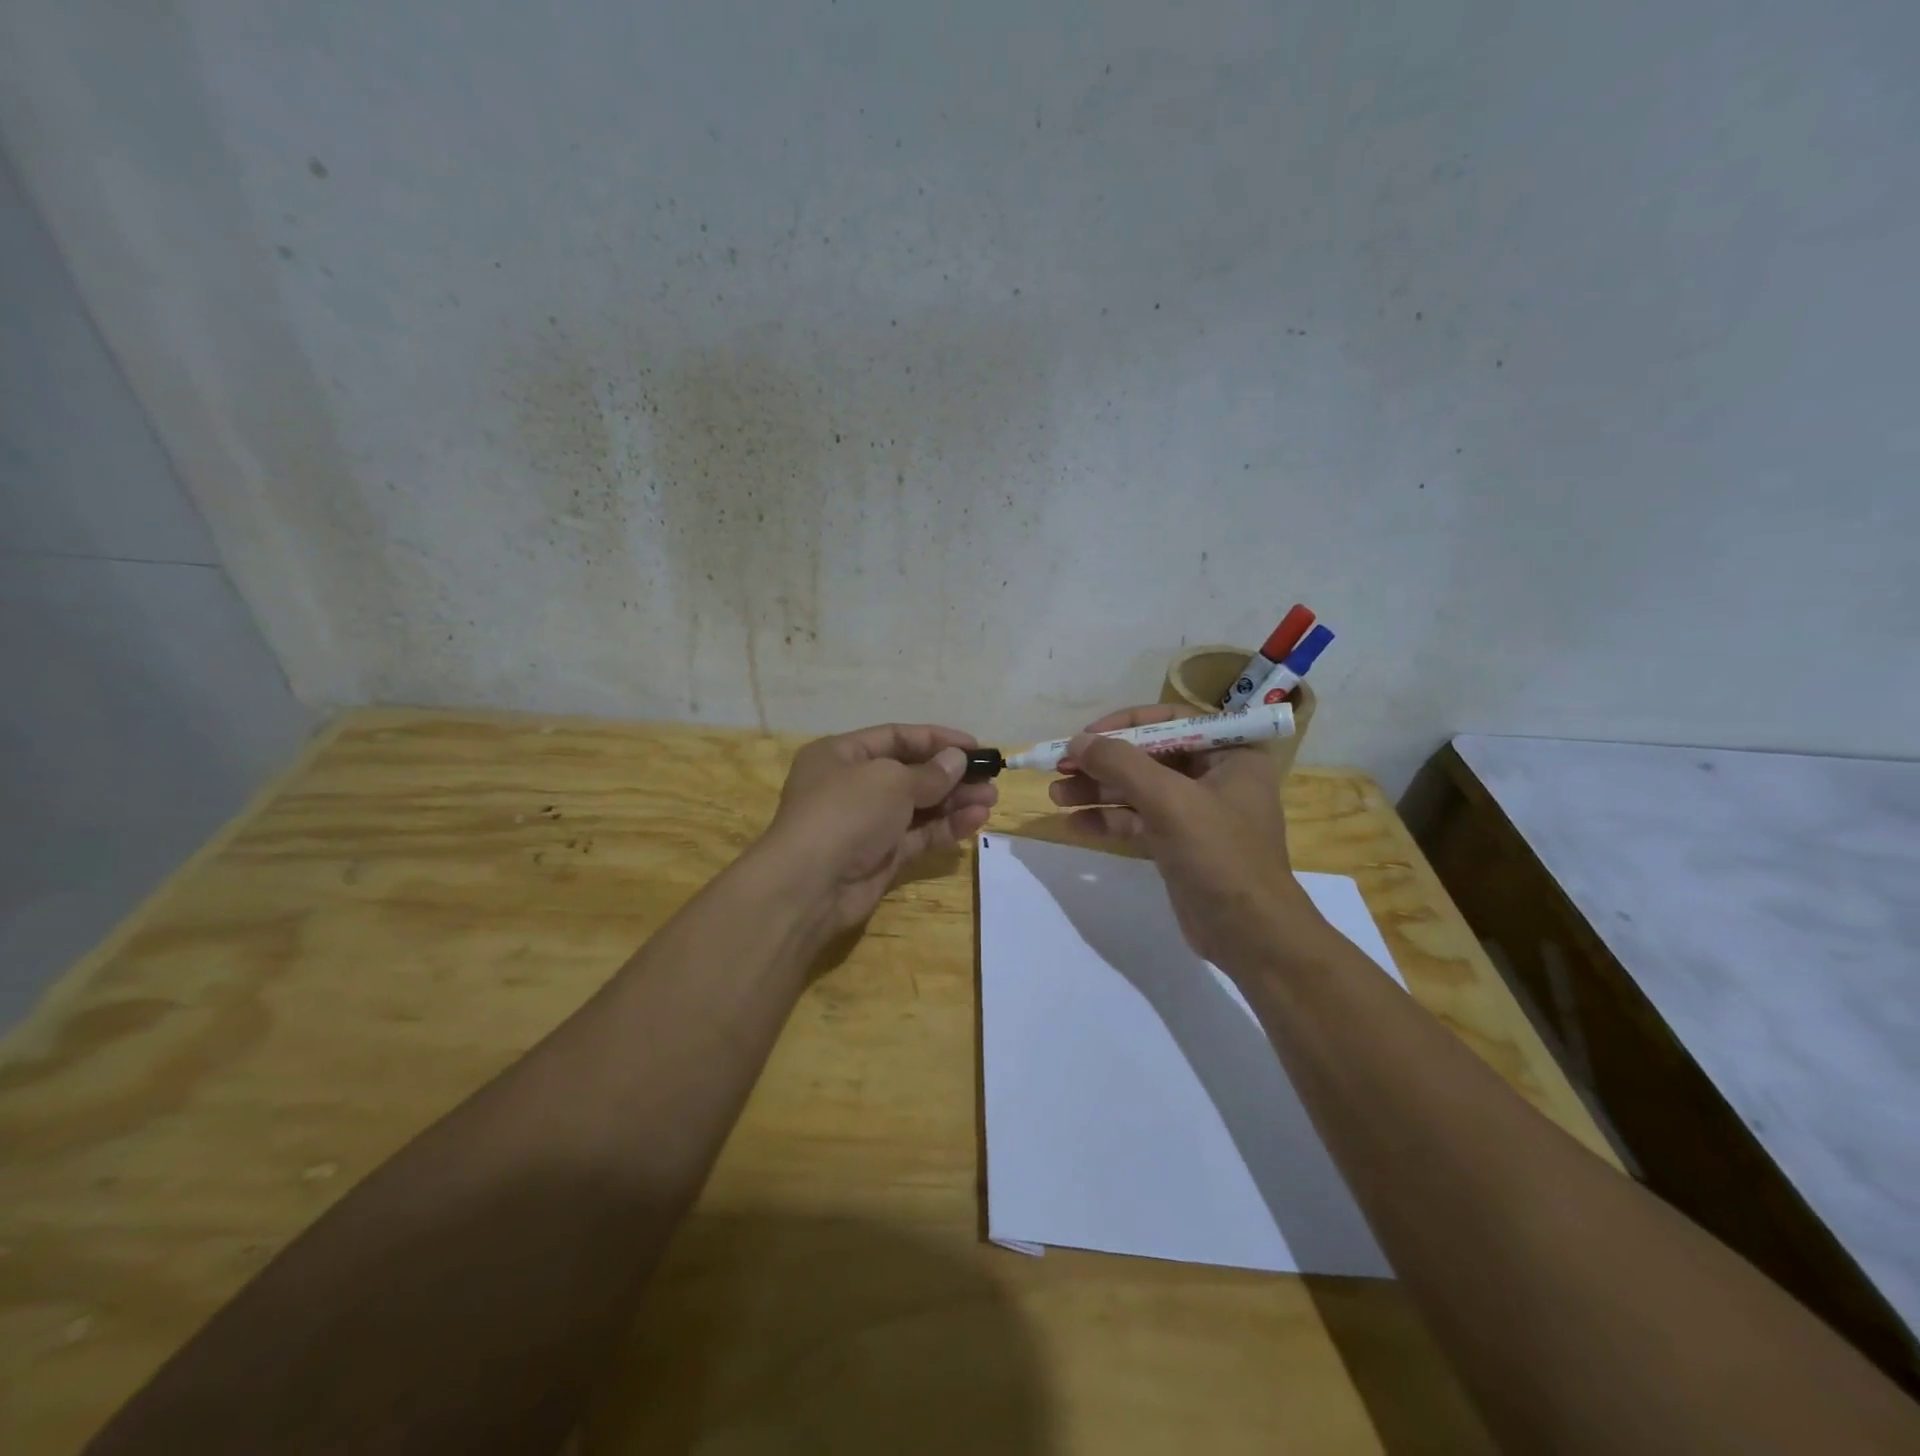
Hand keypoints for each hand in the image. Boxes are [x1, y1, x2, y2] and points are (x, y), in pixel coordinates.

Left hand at [756, 723, 997, 938]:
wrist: (810, 885)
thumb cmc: (846, 813)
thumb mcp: (890, 781)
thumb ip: (929, 773)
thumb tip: (957, 761)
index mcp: (841, 754)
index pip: (896, 737)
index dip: (936, 739)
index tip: (975, 746)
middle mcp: (852, 785)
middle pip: (910, 773)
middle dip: (951, 775)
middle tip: (990, 778)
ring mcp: (866, 823)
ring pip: (918, 806)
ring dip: (954, 801)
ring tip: (991, 799)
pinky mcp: (881, 856)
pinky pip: (918, 835)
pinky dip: (946, 827)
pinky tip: (976, 820)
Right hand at [1049, 705, 1331, 972]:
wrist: (1249, 934)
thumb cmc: (1219, 854)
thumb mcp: (1170, 800)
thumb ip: (1121, 765)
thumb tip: (1078, 741)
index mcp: (1231, 754)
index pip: (1170, 722)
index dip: (1123, 725)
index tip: (1085, 736)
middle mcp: (1214, 776)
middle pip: (1148, 757)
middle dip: (1103, 763)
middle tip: (1060, 767)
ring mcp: (1195, 812)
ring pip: (1138, 791)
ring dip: (1097, 792)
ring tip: (1056, 797)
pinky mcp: (1178, 843)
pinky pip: (1138, 821)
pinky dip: (1108, 821)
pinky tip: (1074, 825)